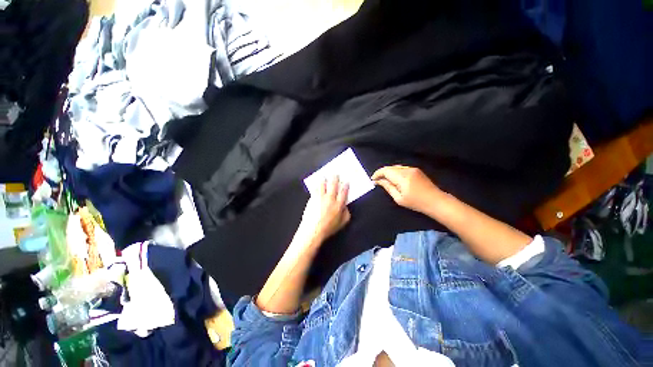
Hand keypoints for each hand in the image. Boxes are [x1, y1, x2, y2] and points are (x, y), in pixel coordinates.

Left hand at [299, 176, 350, 242]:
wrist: (313, 230)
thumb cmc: (328, 228)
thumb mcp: (342, 223)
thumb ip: (346, 214)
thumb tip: (345, 206)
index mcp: (338, 204)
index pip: (343, 192)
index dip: (345, 186)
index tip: (346, 181)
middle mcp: (330, 199)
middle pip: (333, 185)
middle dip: (335, 178)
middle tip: (335, 173)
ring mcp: (320, 197)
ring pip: (323, 185)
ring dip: (324, 179)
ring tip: (324, 176)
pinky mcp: (312, 198)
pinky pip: (315, 189)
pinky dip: (317, 185)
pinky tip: (317, 184)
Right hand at [372, 165, 441, 214]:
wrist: (436, 201)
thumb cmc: (416, 202)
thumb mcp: (399, 198)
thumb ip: (388, 187)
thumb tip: (378, 181)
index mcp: (402, 177)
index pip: (386, 171)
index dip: (377, 174)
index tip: (373, 179)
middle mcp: (407, 170)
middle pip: (390, 167)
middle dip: (382, 173)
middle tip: (377, 181)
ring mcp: (413, 169)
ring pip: (396, 167)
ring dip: (389, 172)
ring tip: (385, 180)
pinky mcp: (416, 170)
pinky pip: (402, 168)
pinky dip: (395, 172)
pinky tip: (394, 178)